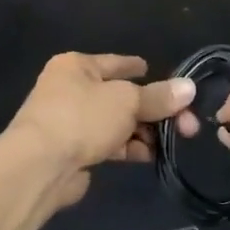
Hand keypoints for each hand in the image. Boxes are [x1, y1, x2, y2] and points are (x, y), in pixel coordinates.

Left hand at [5, 53, 199, 211]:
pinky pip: (107, 143)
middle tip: (186, 124)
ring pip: (115, 122)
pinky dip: (128, 147)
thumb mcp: (127, 101)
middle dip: (153, 109)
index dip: (138, 68)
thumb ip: (158, 96)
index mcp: (76, 66)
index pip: (115, 63)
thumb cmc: (82, 118)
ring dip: (143, 131)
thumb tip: (189, 88)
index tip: (158, 73)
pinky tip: (150, 155)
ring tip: (172, 141)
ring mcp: (69, 122)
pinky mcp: (72, 151)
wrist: (39, 166)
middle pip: (120, 95)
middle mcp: (70, 89)